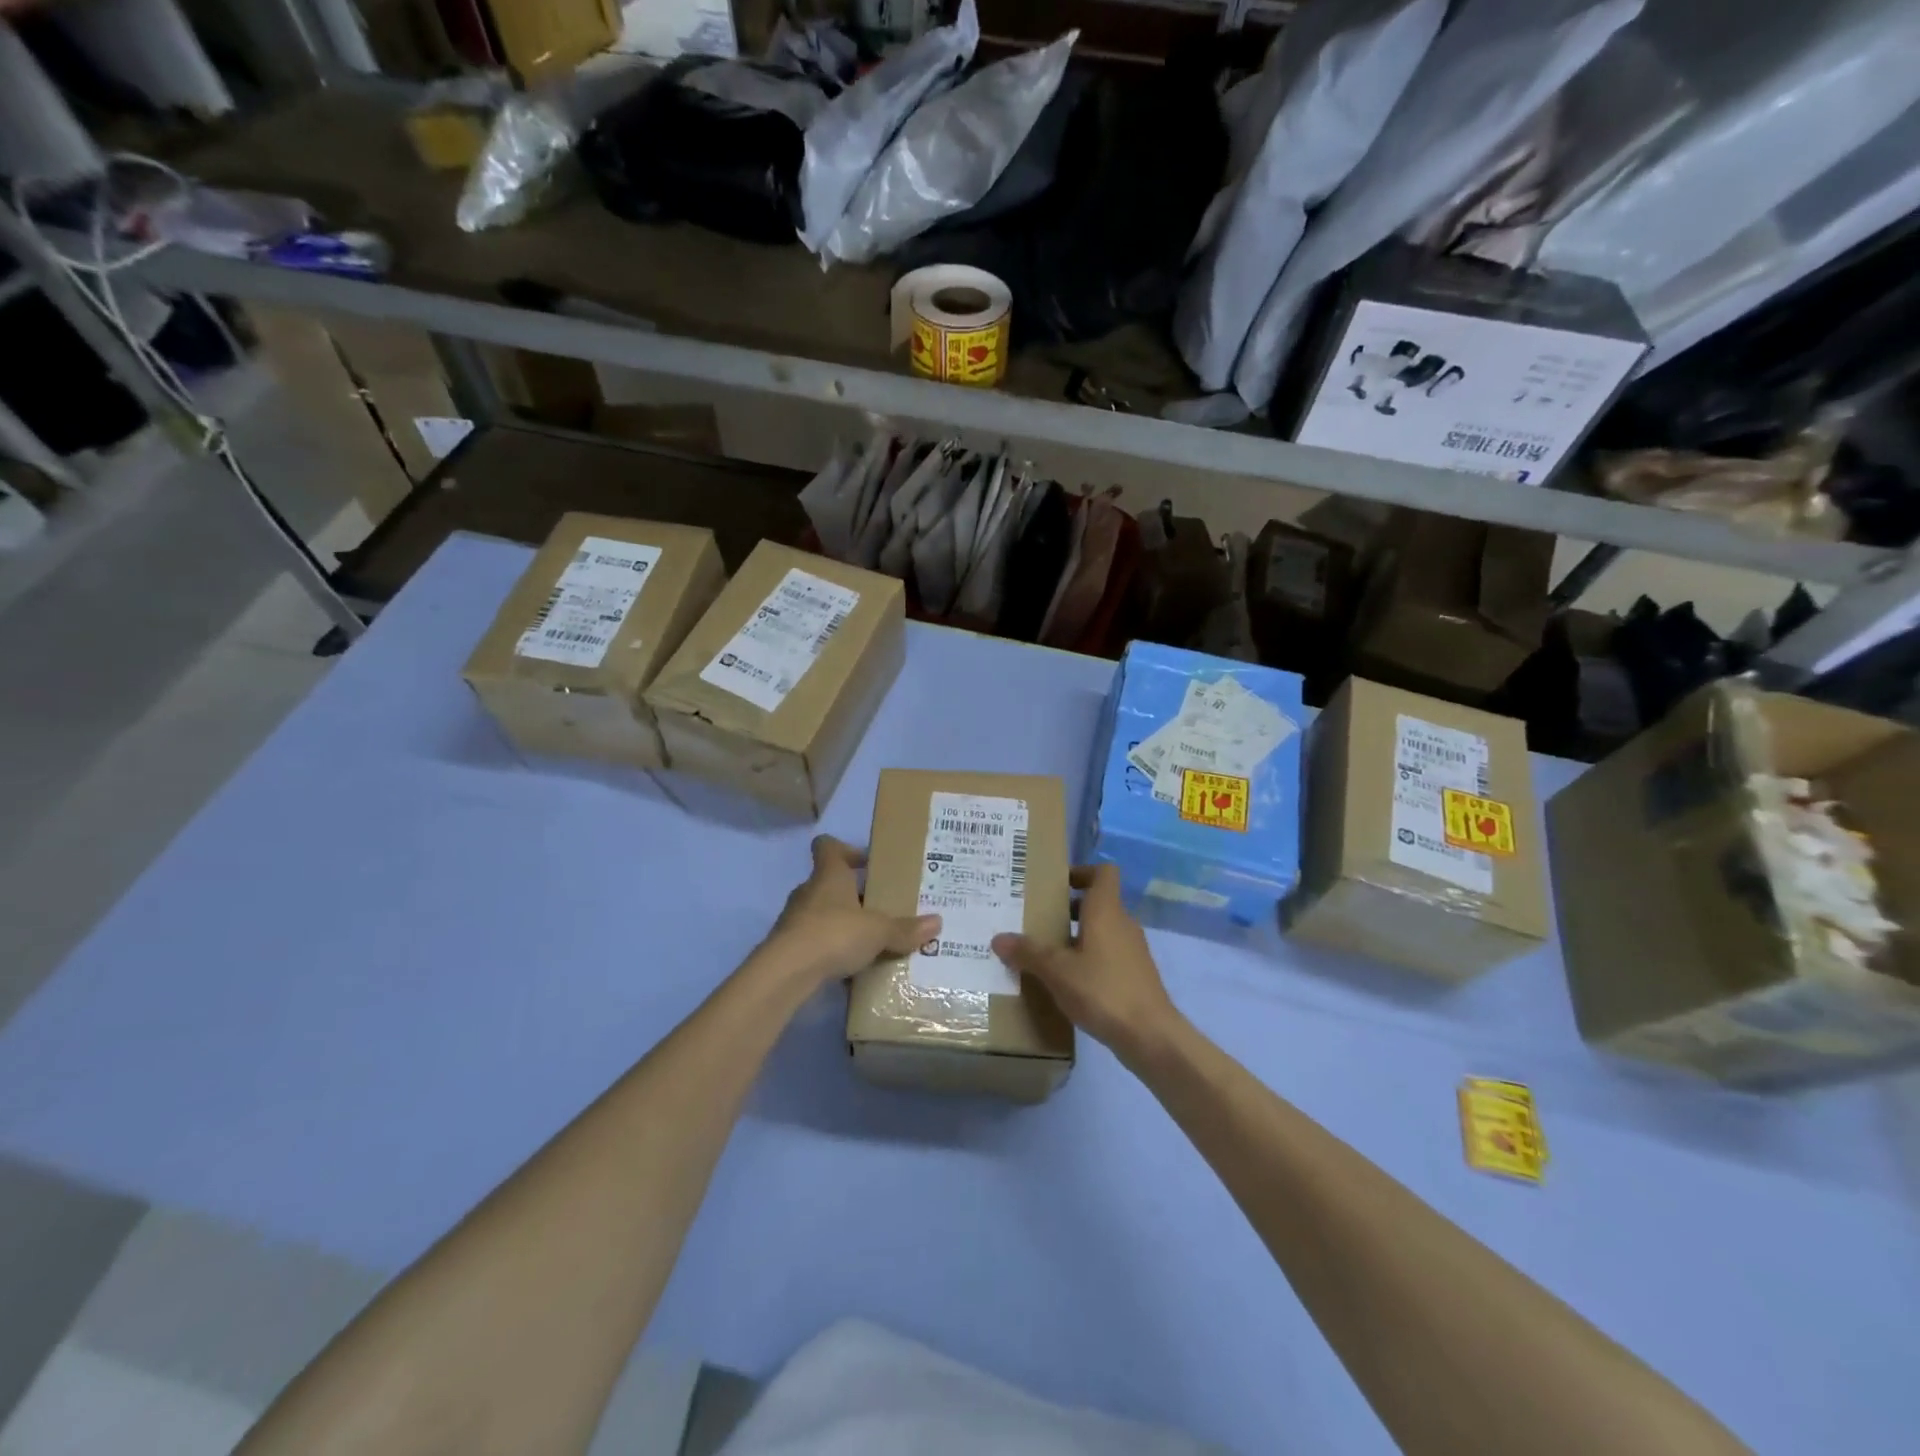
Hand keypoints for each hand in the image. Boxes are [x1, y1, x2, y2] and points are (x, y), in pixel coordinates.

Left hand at [755, 836, 939, 988]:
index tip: (867, 863)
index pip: (828, 847)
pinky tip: (852, 968)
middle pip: (830, 882)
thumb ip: (905, 928)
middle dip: (854, 893)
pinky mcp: (789, 948)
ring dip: (843, 923)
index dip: (846, 849)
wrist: (787, 973)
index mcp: (829, 875)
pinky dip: (832, 951)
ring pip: (823, 913)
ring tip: (871, 940)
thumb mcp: (878, 931)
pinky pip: (816, 942)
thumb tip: (937, 922)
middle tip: (882, 907)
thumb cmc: (834, 934)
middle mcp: (809, 892)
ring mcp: (795, 920)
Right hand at [992, 863, 1178, 1062]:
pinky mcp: (1135, 974)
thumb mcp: (1057, 971)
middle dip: (1068, 908)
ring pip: (1102, 930)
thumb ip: (1028, 953)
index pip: (1102, 872)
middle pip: (1097, 902)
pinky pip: (1108, 954)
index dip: (1080, 872)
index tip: (1055, 885)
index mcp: (1106, 910)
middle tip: (1038, 919)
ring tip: (1046, 952)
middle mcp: (1123, 923)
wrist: (1150, 1036)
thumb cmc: (1103, 990)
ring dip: (1077, 935)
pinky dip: (1089, 958)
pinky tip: (1067, 981)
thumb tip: (998, 939)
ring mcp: (1132, 950)